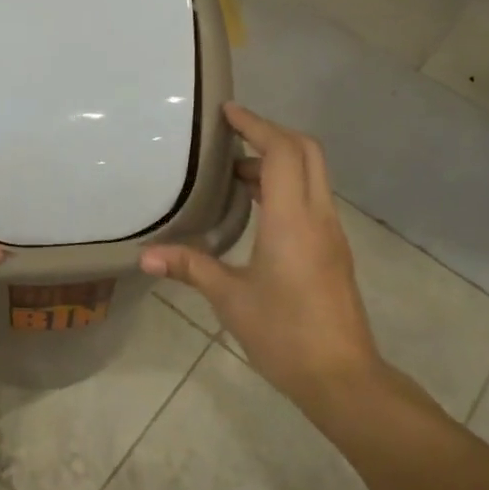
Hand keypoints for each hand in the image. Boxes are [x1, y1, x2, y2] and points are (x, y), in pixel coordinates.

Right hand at [141, 104, 383, 412]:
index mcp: (293, 220)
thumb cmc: (284, 335)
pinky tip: (257, 207)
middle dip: (270, 134)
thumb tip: (146, 256)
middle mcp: (318, 216)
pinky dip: (287, 185)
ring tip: (234, 172)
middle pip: (306, 152)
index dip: (256, 125)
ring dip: (279, 161)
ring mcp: (331, 233)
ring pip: (312, 175)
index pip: (282, 151)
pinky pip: (312, 198)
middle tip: (231, 136)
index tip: (227, 112)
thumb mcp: (230, 299)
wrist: (342, 377)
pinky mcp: (334, 250)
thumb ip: (191, 268)